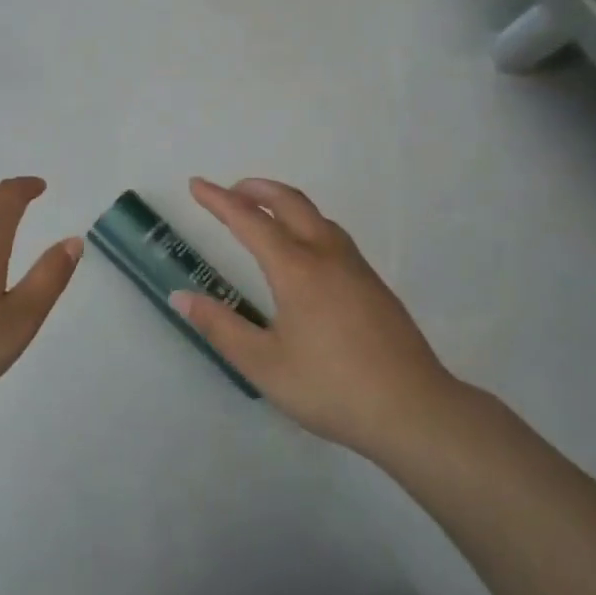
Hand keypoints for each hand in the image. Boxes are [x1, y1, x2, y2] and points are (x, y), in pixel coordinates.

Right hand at [170, 177, 467, 461]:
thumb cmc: (330, 388)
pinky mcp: (374, 285)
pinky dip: (307, 224)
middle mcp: (327, 256)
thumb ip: (220, 327)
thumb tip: (182, 297)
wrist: (413, 409)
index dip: (219, 200)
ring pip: (317, 216)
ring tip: (263, 214)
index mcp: (297, 270)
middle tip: (230, 191)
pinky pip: (333, 236)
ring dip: (284, 204)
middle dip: (256, 189)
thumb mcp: (263, 364)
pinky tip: (304, 252)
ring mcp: (356, 268)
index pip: (250, 221)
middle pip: (290, 203)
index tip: (197, 185)